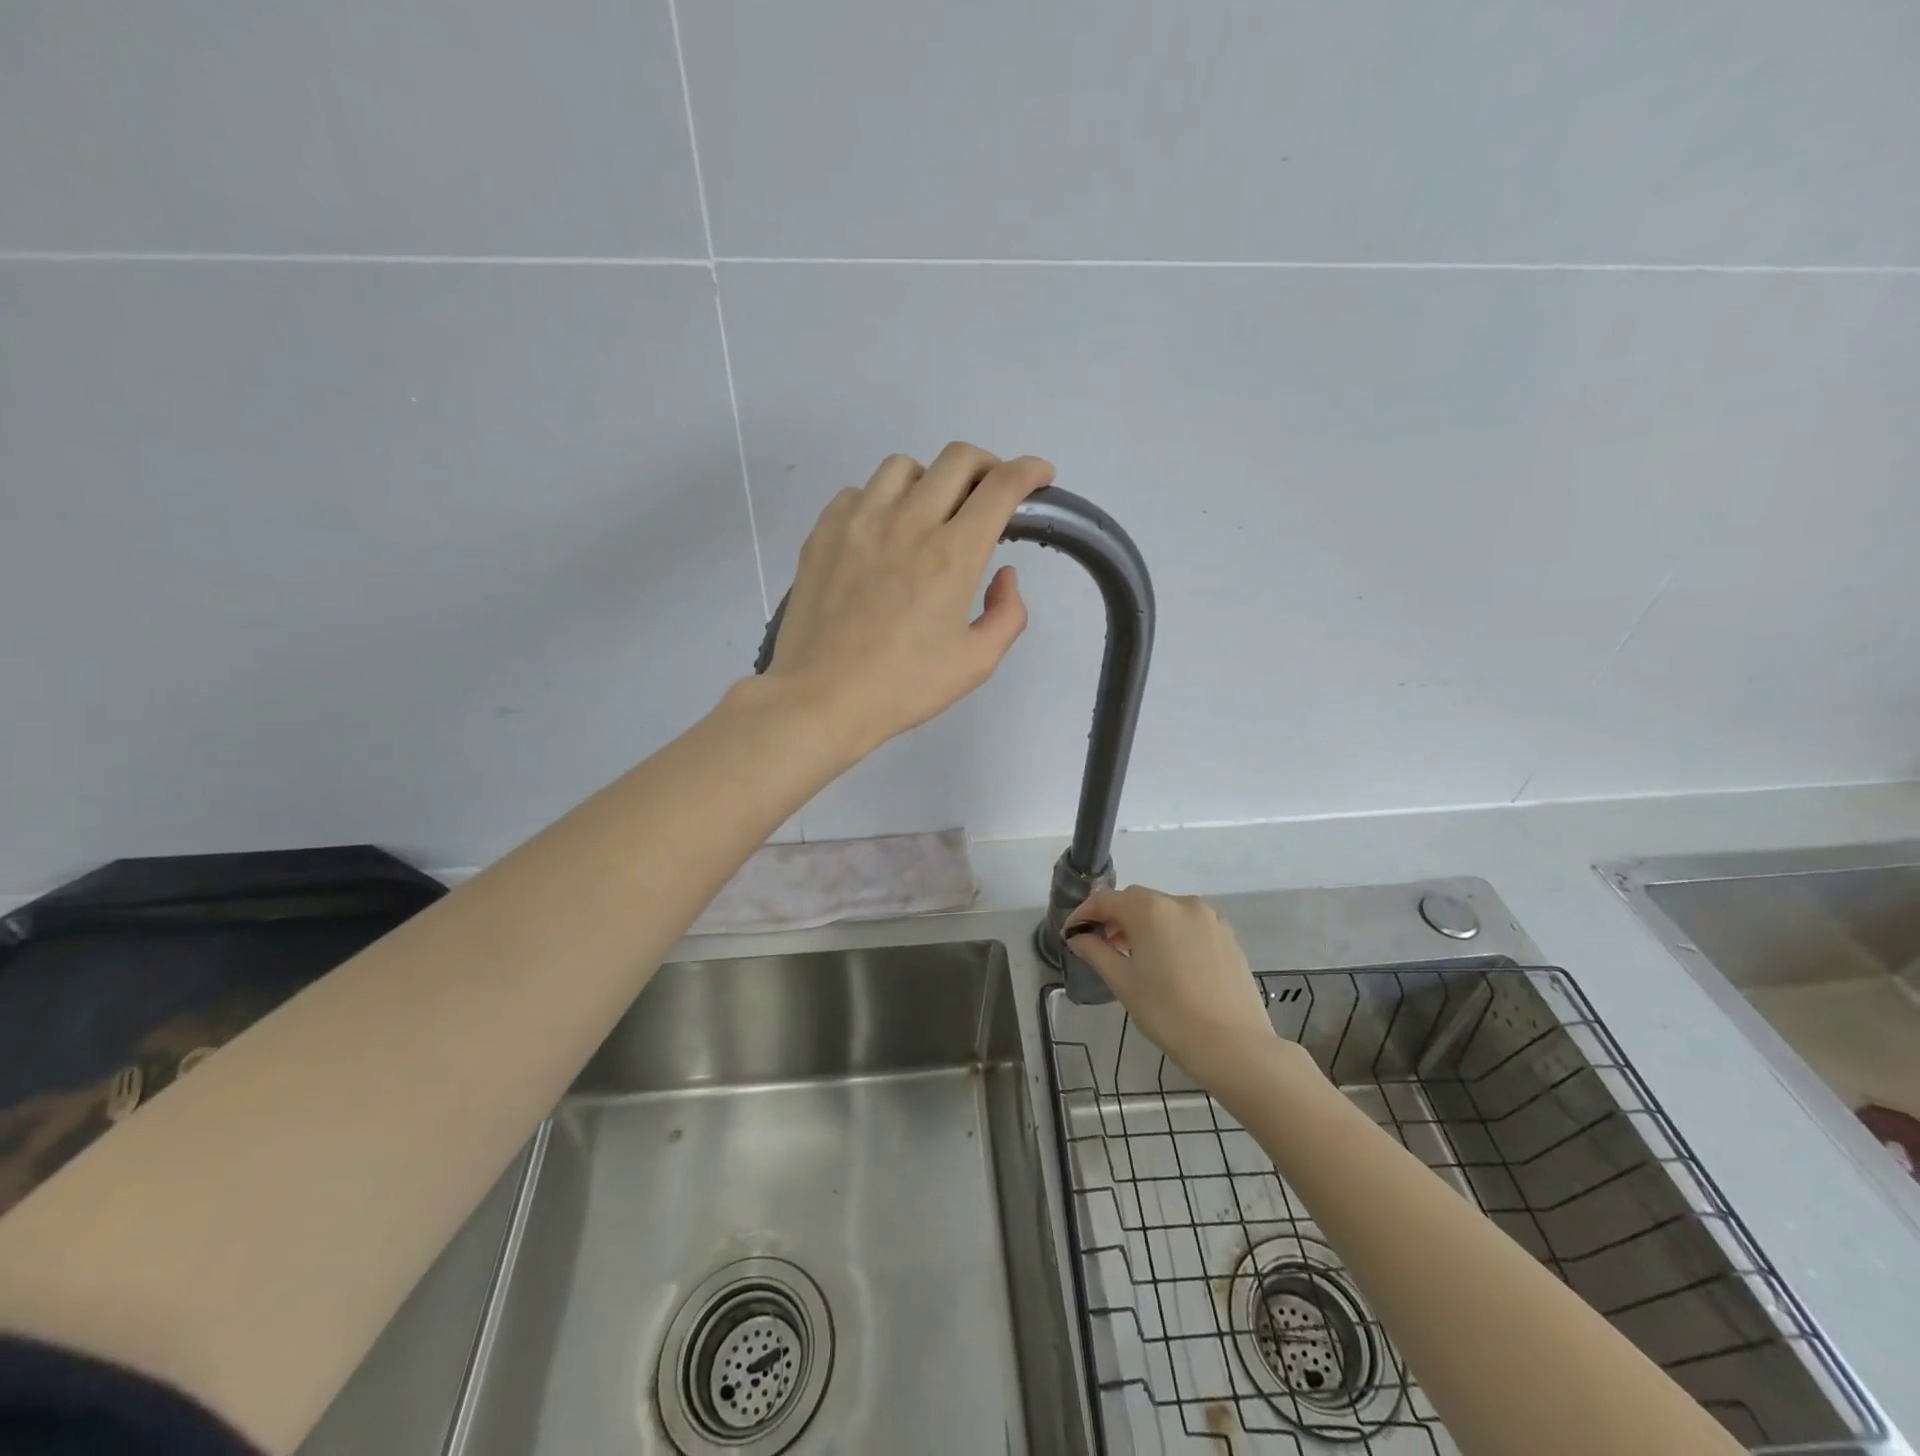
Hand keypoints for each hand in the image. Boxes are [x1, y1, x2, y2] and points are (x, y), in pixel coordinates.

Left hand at [766, 444, 1053, 751]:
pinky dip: (880, 501)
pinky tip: (882, 534)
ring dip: (930, 480)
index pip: (1000, 487)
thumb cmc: (903, 687)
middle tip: (990, 495)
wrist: (821, 698)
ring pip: (904, 467)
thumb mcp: (976, 663)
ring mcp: (859, 521)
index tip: (1040, 475)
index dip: (1030, 471)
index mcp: (951, 555)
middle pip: (957, 459)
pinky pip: (859, 492)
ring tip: (930, 514)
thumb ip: (1007, 614)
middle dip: (987, 466)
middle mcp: (908, 522)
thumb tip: (1004, 575)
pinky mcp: (824, 532)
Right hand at [1066, 887, 1278, 1087]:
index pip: (1106, 900)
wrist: (1234, 1046)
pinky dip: (1170, 933)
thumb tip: (1078, 937)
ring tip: (1133, 956)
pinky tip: (1167, 962)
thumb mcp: (1123, 983)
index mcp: (1151, 910)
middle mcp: (1180, 903)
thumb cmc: (1169, 1013)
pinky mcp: (1227, 935)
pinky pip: (1188, 924)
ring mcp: (1209, 918)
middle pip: (1136, 900)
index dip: (1084, 914)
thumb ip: (1096, 952)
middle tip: (1100, 945)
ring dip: (1143, 925)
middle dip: (1114, 918)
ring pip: (1164, 911)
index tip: (1071, 934)